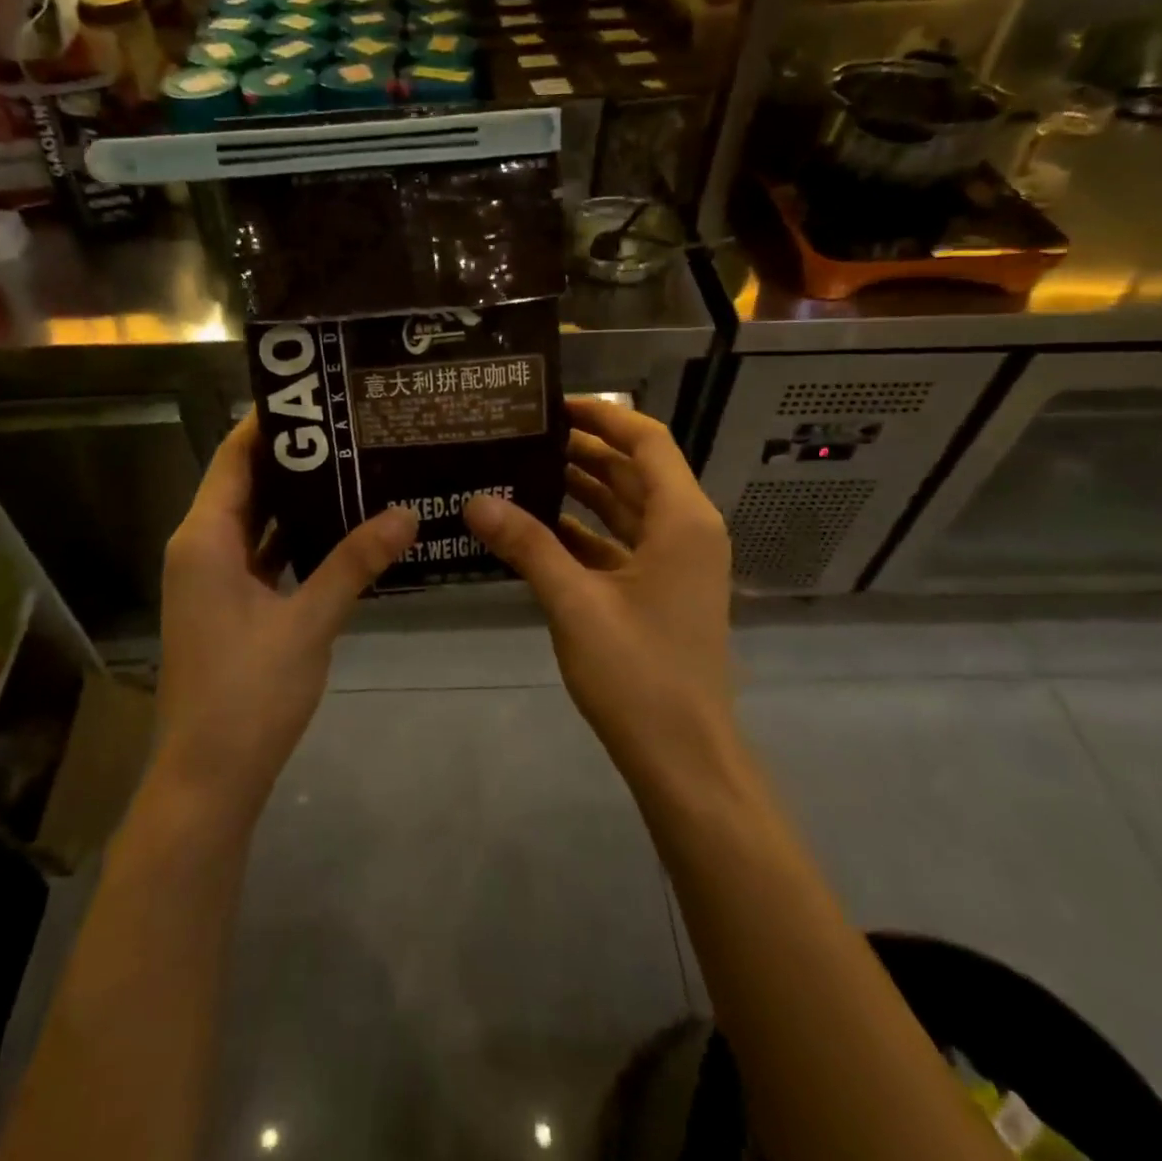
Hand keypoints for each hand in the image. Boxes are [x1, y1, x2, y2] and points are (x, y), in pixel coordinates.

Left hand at [156, 414, 418, 822]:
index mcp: (205, 538)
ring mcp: (213, 578)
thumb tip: (406, 513)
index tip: (319, 394)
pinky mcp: (228, 604)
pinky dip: (295, 537)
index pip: (234, 456)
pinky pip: (262, 554)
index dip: (270, 422)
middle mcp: (201, 547)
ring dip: (297, 497)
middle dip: (295, 456)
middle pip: (246, 483)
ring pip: (256, 520)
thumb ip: (355, 562)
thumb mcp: (309, 621)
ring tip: (354, 465)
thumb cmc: (249, 693)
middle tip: (352, 428)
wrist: (209, 777)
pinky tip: (341, 527)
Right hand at [464, 399, 733, 785]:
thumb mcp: (575, 603)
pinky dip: (585, 531)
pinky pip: (620, 544)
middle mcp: (686, 531)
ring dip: (583, 488)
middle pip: (635, 471)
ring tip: (524, 468)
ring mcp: (675, 563)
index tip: (553, 405)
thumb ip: (527, 546)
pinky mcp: (659, 591)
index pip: (647, 441)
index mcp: (682, 519)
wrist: (683, 755)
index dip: (603, 416)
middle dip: (584, 450)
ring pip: (627, 508)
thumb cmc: (638, 672)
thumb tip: (475, 500)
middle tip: (524, 435)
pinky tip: (537, 527)